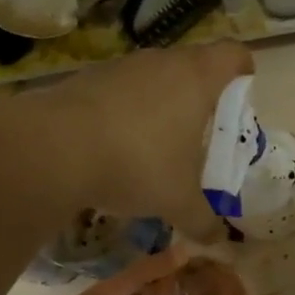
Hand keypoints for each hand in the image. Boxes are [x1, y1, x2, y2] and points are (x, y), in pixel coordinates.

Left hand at [6, 41, 254, 238]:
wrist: (51, 149)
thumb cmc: (136, 163)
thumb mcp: (178, 201)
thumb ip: (204, 219)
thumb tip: (217, 239)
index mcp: (197, 78)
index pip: (235, 54)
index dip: (243, 73)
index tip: (239, 103)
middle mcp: (163, 61)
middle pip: (195, 65)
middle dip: (202, 97)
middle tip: (200, 135)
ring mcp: (122, 66)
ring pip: (155, 77)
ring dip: (161, 104)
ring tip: (155, 146)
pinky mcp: (87, 78)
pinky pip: (120, 89)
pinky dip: (125, 111)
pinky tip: (114, 147)